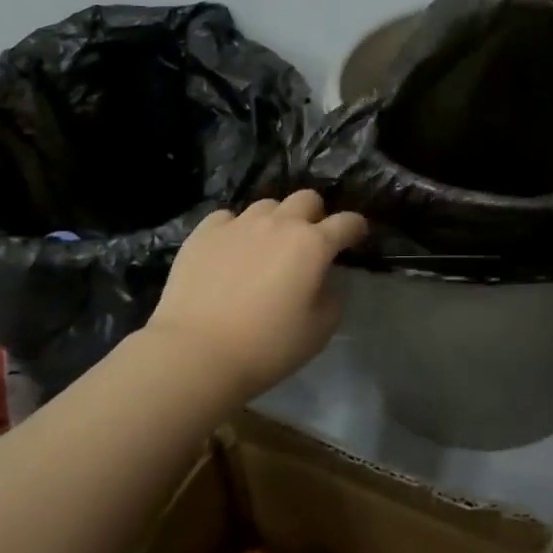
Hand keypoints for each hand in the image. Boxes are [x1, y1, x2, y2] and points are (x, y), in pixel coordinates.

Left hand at [146, 190, 368, 402]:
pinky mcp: (204, 233)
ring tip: (266, 246)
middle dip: (315, 215)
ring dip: (275, 220)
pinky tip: (230, 250)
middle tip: (309, 240)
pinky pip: (227, 218)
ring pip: (267, 205)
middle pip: (307, 198)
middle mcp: (279, 223)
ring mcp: (239, 224)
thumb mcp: (319, 330)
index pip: (347, 222)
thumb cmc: (266, 347)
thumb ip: (331, 296)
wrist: (195, 354)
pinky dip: (235, 230)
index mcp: (313, 244)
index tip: (356, 236)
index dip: (356, 227)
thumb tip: (321, 280)